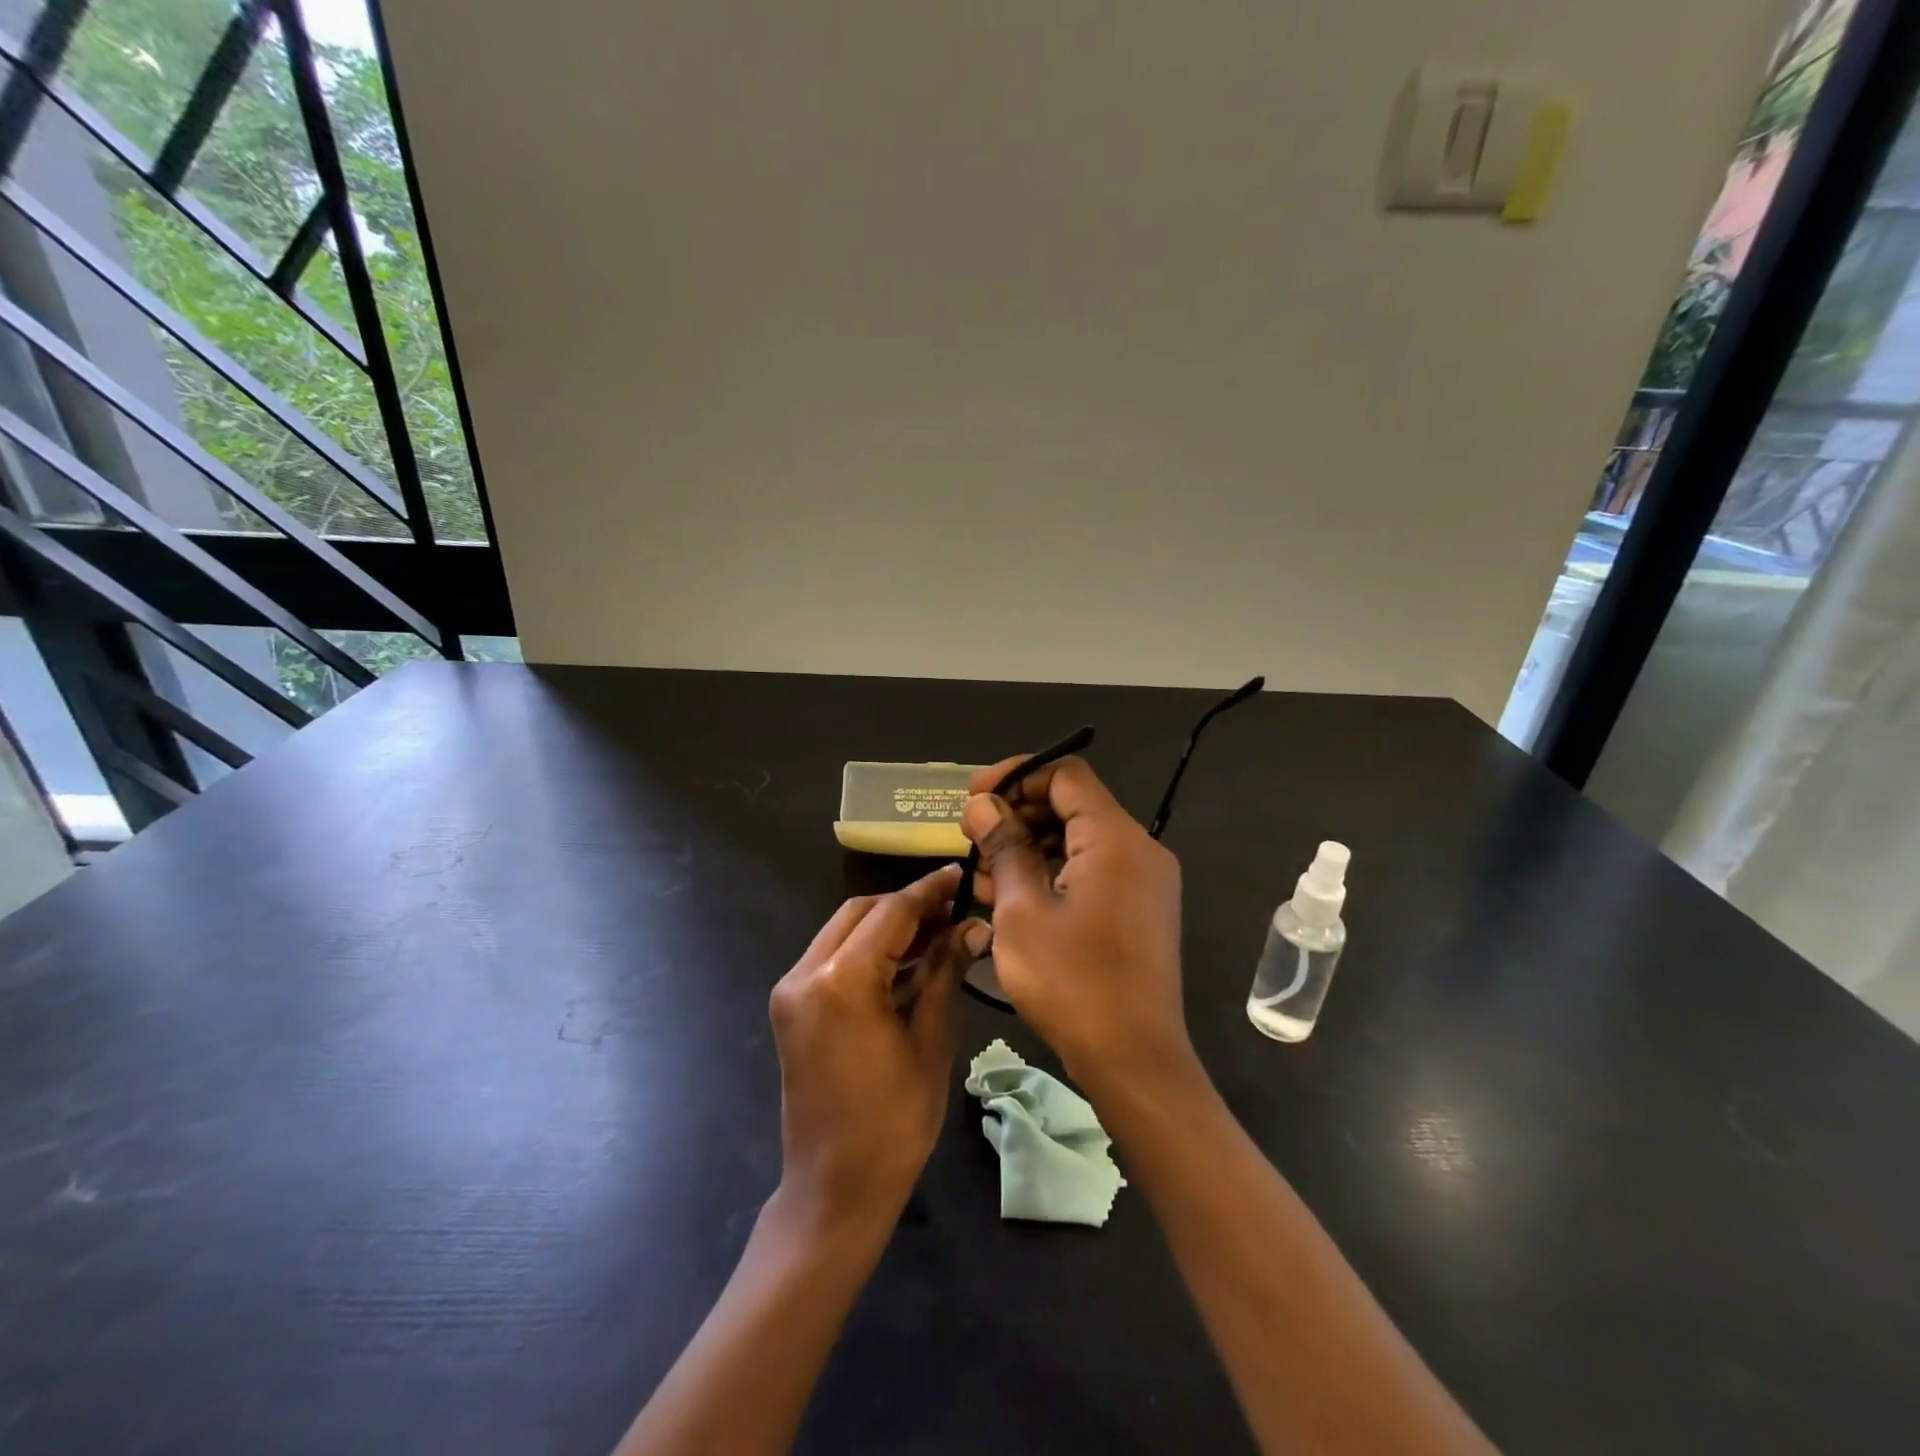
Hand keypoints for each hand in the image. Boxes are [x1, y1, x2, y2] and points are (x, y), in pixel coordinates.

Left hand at [768, 864, 987, 1230]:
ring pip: (843, 930)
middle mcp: (806, 972)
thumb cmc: (894, 1121)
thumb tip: (970, 928)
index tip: (960, 873)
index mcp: (842, 980)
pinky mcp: (790, 1006)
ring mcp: (791, 989)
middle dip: (907, 905)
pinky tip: (905, 959)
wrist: (834, 1188)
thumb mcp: (929, 1041)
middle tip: (952, 909)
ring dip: (886, 926)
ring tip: (936, 932)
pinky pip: (831, 957)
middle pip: (861, 912)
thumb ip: (943, 973)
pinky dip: (867, 950)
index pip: (892, 913)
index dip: (929, 892)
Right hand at [961, 756, 1195, 1089]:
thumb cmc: (1073, 983)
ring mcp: (1143, 881)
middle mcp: (1138, 848)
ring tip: (983, 877)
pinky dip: (1052, 874)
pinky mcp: (1139, 908)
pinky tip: (1012, 899)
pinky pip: (1091, 870)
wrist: (1135, 1060)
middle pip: (1071, 806)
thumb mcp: (1022, 911)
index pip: (1065, 775)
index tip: (974, 798)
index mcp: (1115, 838)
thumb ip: (1004, 847)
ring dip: (1029, 848)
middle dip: (1017, 816)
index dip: (1015, 776)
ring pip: (1077, 840)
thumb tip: (983, 805)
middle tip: (972, 841)